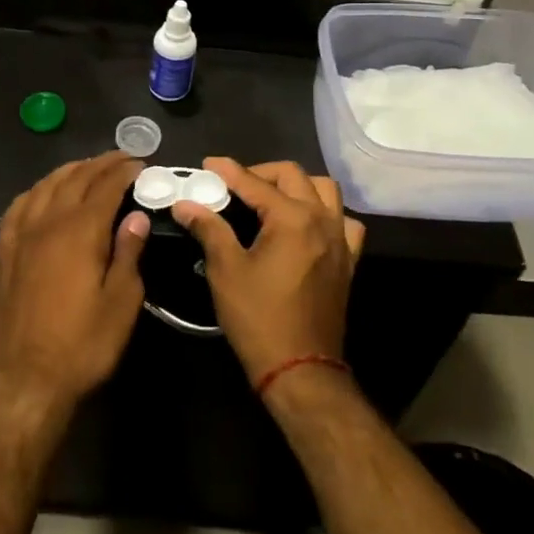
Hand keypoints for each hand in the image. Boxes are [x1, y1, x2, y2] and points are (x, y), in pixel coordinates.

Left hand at [0, 153, 150, 415]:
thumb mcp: (120, 304)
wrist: (24, 380)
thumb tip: (136, 217)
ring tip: (87, 167)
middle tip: (121, 158)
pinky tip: (43, 193)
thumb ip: (128, 254)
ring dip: (69, 171)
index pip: (106, 187)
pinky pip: (19, 206)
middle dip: (100, 164)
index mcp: (80, 232)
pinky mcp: (4, 252)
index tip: (140, 164)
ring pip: (45, 186)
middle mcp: (48, 223)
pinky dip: (37, 190)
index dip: (124, 172)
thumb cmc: (82, 345)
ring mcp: (21, 235)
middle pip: (75, 179)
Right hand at [171, 157, 365, 384]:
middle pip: (292, 176)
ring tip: (271, 199)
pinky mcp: (347, 260)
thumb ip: (209, 228)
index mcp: (292, 218)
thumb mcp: (226, 270)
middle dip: (261, 173)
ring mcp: (339, 239)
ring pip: (324, 190)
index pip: (254, 183)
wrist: (300, 369)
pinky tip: (307, 225)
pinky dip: (326, 213)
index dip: (228, 171)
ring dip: (297, 186)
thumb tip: (185, 203)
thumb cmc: (259, 317)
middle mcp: (321, 219)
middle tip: (234, 186)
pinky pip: (343, 222)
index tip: (207, 165)